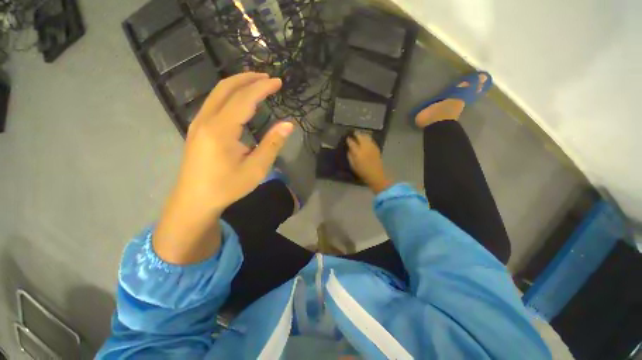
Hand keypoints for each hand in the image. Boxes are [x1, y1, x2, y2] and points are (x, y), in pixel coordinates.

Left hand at [154, 73, 293, 263]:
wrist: (195, 200)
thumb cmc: (227, 187)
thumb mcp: (256, 169)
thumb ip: (272, 144)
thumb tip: (288, 125)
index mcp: (221, 129)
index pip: (244, 99)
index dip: (262, 88)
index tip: (278, 82)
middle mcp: (206, 120)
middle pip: (226, 88)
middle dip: (248, 78)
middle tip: (268, 78)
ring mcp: (198, 123)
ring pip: (218, 93)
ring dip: (238, 85)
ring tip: (257, 84)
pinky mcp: (197, 128)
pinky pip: (214, 103)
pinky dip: (230, 95)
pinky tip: (241, 101)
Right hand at [347, 132, 392, 193]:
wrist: (376, 175)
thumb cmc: (362, 172)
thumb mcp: (353, 165)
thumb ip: (350, 156)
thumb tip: (349, 149)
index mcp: (358, 152)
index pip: (352, 143)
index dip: (349, 140)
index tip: (347, 138)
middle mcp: (365, 147)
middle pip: (360, 137)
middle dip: (356, 134)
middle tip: (353, 133)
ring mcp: (372, 147)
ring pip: (367, 137)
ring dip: (362, 134)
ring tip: (359, 134)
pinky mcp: (376, 148)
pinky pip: (371, 140)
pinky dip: (368, 138)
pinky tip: (366, 139)